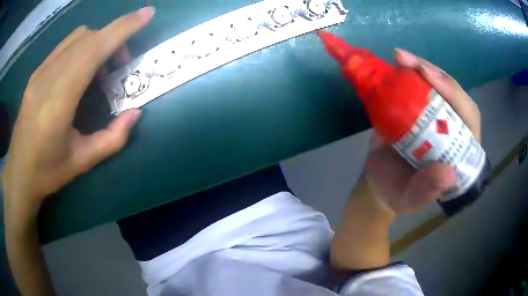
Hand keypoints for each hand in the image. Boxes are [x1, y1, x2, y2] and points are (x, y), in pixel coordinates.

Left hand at [2, 7, 154, 213]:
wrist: (18, 174)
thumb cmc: (47, 172)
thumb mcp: (82, 162)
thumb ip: (112, 139)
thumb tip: (135, 114)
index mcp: (57, 102)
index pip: (93, 50)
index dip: (121, 28)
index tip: (146, 14)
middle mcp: (47, 79)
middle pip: (88, 38)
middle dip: (113, 40)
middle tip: (121, 65)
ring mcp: (39, 73)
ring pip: (77, 38)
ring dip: (97, 43)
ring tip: (100, 71)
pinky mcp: (36, 74)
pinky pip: (65, 46)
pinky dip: (82, 48)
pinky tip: (81, 71)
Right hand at [364, 49, 481, 213]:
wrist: (378, 183)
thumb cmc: (398, 193)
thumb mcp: (412, 199)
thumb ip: (428, 191)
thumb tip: (447, 172)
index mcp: (459, 148)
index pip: (468, 116)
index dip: (454, 94)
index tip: (431, 79)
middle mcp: (451, 125)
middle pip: (452, 93)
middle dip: (436, 74)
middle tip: (410, 62)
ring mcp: (433, 112)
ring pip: (435, 83)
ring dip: (419, 67)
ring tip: (400, 57)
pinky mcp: (415, 106)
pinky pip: (415, 84)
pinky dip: (405, 72)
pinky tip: (395, 64)